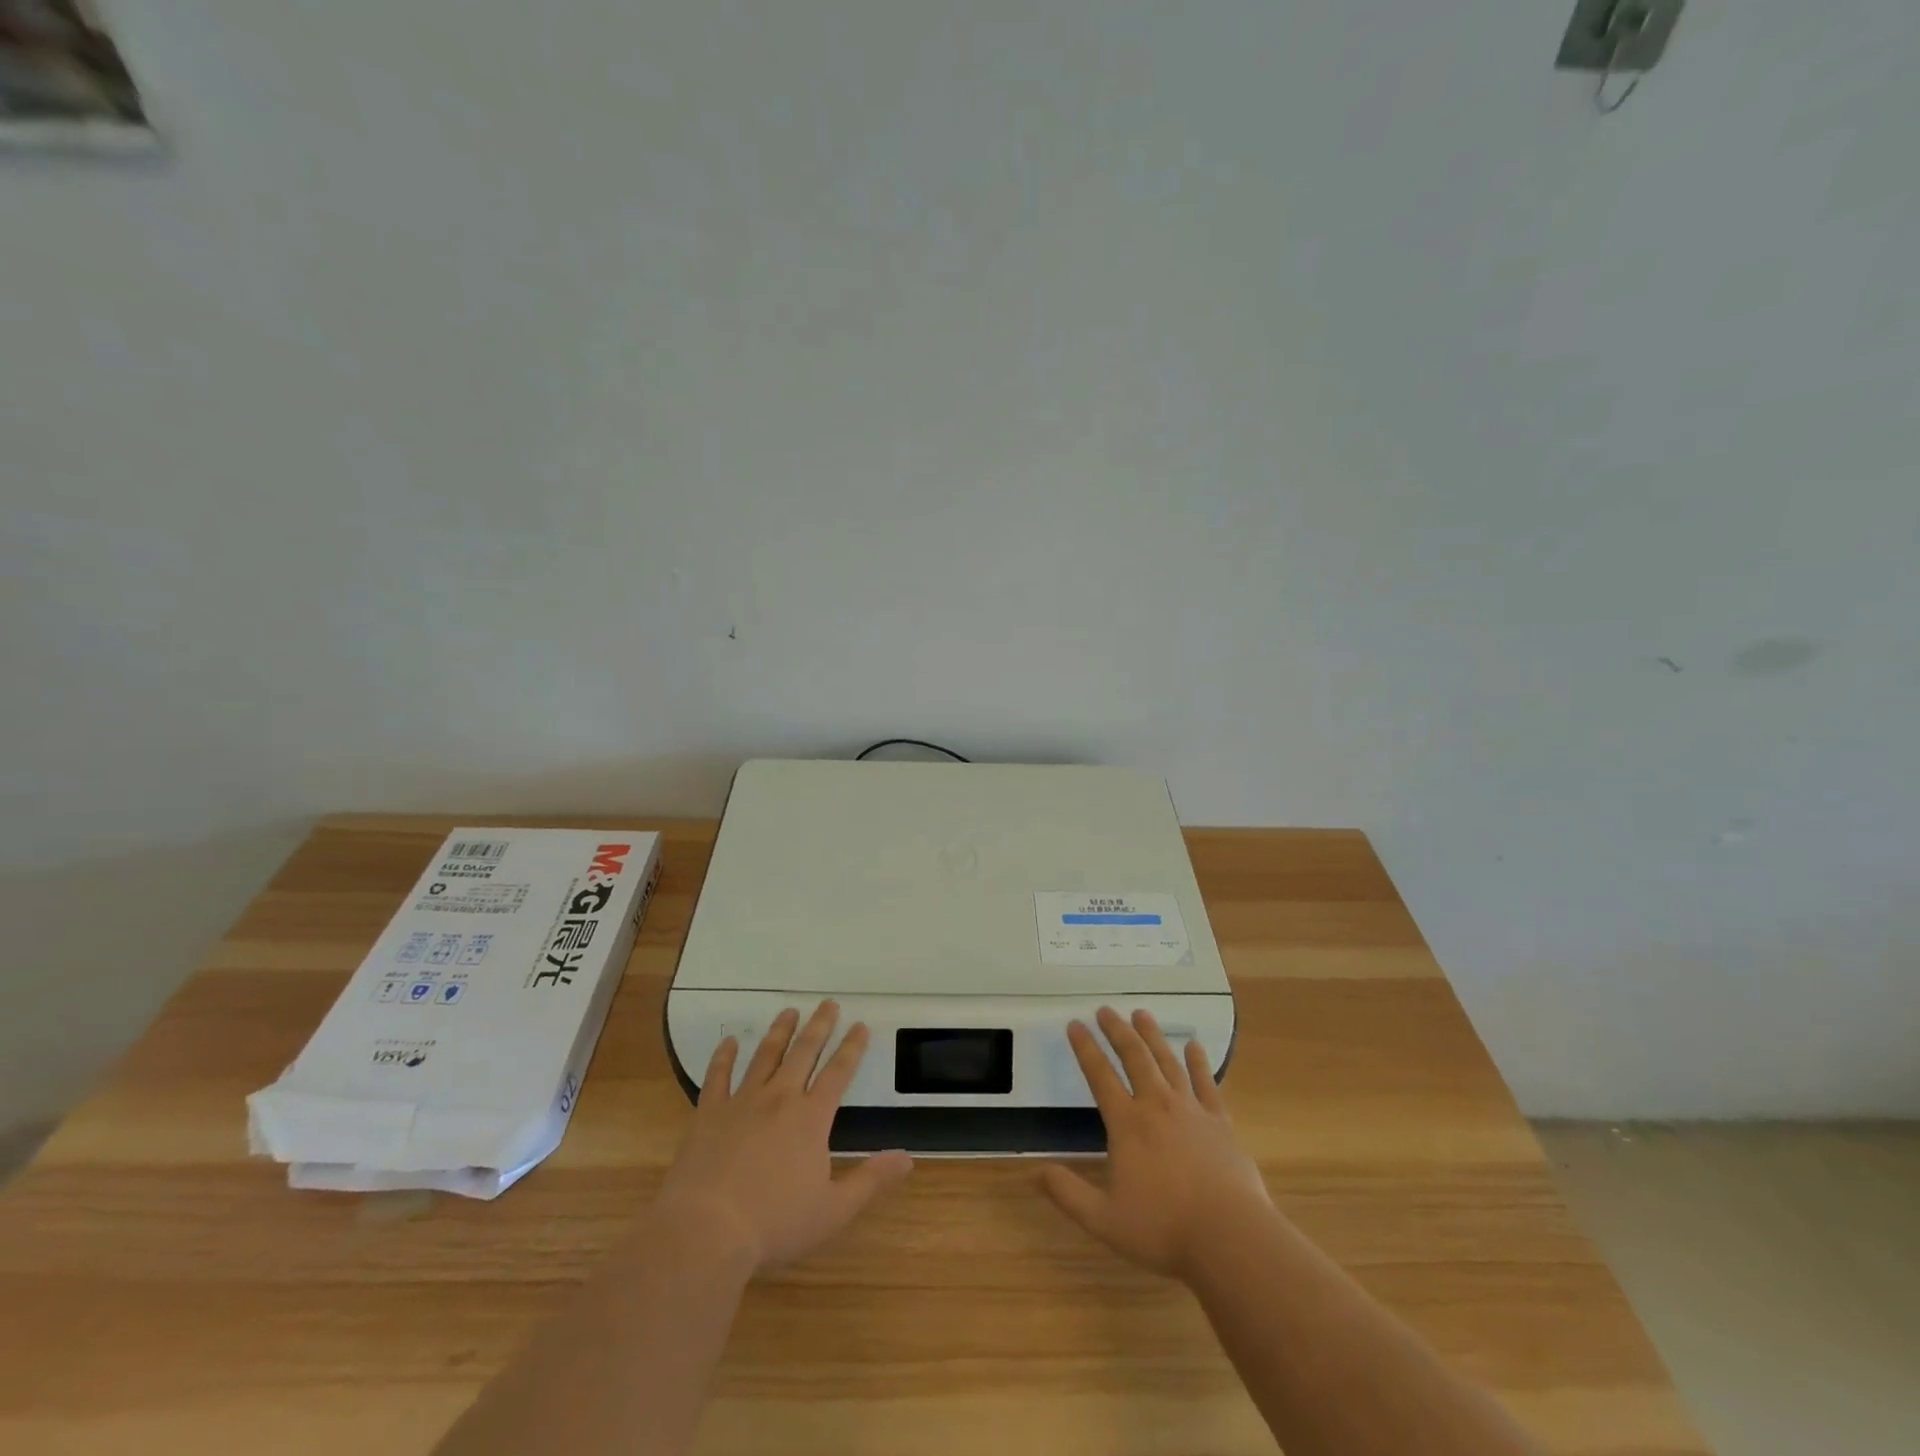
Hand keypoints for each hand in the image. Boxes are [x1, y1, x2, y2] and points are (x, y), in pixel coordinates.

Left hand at [656, 1000, 912, 1274]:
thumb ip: (871, 1181)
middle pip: (803, 1053)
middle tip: (828, 1003)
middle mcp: (779, 1099)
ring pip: (765, 1056)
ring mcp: (742, 1102)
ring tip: (789, 1011)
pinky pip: (717, 1076)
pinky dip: (724, 1057)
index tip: (860, 1025)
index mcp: (811, 1118)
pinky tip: (730, 1041)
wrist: (706, 1230)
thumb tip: (907, 1159)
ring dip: (780, 1032)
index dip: (852, 1048)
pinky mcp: (709, 1114)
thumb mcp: (833, 1210)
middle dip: (819, 1026)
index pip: (838, 1073)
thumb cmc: (774, 1223)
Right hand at [1040, 1006, 1271, 1281]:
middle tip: (1105, 1009)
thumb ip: (1069, 1194)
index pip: (1100, 1075)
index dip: (1085, 1048)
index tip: (1074, 1024)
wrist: (1230, 1236)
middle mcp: (1157, 1105)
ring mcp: (1191, 1110)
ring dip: (1152, 1036)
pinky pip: (1206, 1082)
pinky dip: (1198, 1061)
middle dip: (1117, 1030)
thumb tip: (1036, 1172)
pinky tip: (1194, 1045)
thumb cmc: (1164, 1228)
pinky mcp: (1219, 1121)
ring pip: (1167, 1061)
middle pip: (1134, 1057)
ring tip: (1141, 1014)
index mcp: (1127, 1124)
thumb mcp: (1105, 1220)